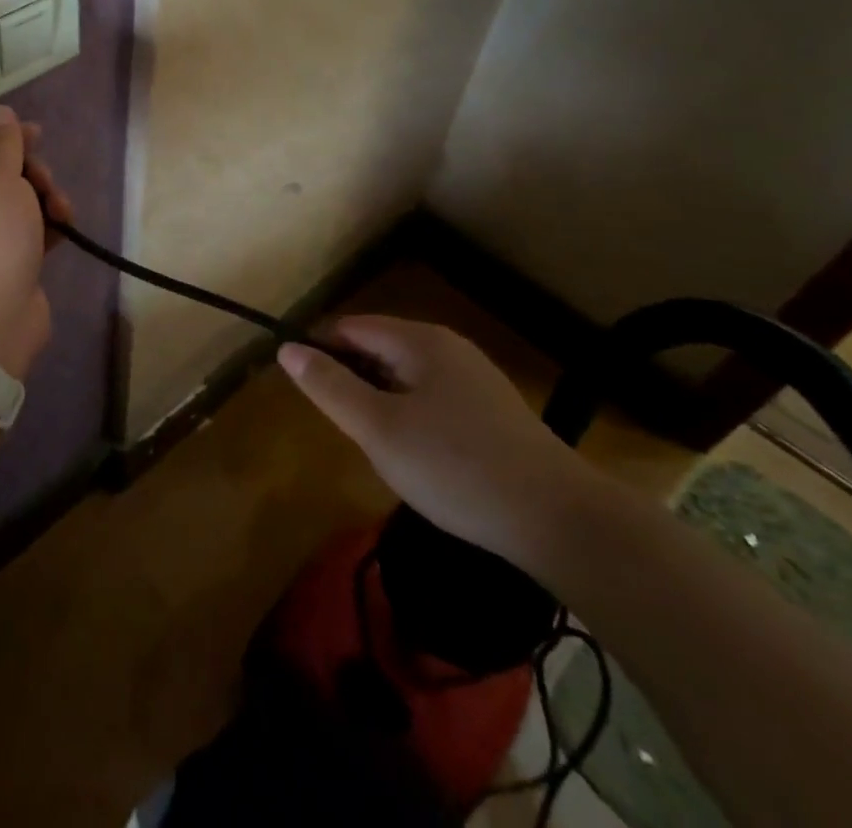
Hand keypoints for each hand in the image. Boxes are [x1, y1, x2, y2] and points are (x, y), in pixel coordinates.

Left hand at [0, 105, 73, 379]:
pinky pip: (32, 231)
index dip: (5, 137)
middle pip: (1, 174)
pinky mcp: (10, 263)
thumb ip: (2, 142)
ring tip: (61, 212)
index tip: (36, 135)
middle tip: (45, 182)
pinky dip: (48, 225)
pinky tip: (65, 228)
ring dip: (45, 198)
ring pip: (21, 202)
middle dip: (31, 172)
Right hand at [278, 317, 599, 566]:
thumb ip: (329, 386)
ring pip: (406, 377)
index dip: (320, 352)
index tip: (306, 390)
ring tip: (377, 446)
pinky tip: (419, 457)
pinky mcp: (495, 413)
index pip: (350, 328)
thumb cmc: (456, 468)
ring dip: (382, 402)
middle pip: (379, 349)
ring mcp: (477, 380)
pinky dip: (412, 417)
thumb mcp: (378, 429)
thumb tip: (287, 349)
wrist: (563, 523)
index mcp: (420, 341)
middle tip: (343, 427)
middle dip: (352, 380)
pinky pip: (434, 399)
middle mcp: (449, 348)